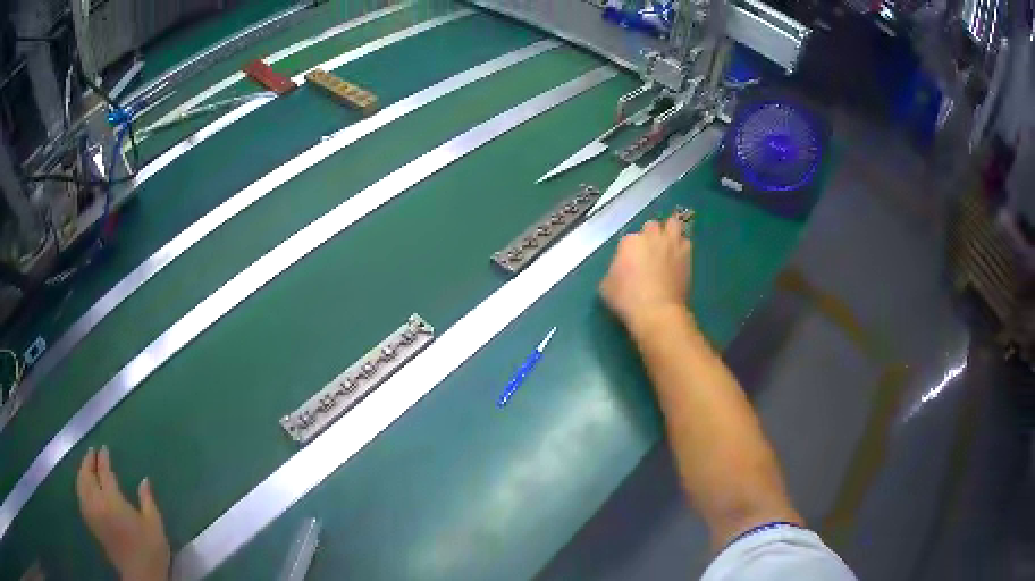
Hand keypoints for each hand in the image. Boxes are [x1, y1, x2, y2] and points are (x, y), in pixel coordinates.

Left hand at [76, 447, 169, 580]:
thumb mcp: (155, 526)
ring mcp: (92, 513)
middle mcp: (97, 502)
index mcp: (113, 500)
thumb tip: (144, 480)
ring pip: (80, 485)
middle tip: (92, 452)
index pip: (104, 472)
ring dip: (82, 472)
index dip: (104, 459)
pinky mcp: (91, 523)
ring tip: (87, 466)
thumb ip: (148, 501)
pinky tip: (84, 487)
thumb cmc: (150, 551)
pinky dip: (80, 486)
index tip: (104, 449)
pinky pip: (80, 497)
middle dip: (88, 461)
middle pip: (87, 475)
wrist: (141, 577)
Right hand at [600, 215, 691, 329]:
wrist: (657, 312)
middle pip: (652, 226)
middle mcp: (651, 237)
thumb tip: (621, 270)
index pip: (628, 239)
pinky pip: (686, 242)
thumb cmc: (627, 300)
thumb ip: (614, 270)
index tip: (630, 264)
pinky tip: (678, 256)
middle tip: (649, 251)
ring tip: (668, 245)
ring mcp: (671, 245)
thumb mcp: (606, 286)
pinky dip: (682, 246)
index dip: (629, 251)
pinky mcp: (687, 256)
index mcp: (629, 242)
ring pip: (673, 224)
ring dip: (670, 232)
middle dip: (651, 235)